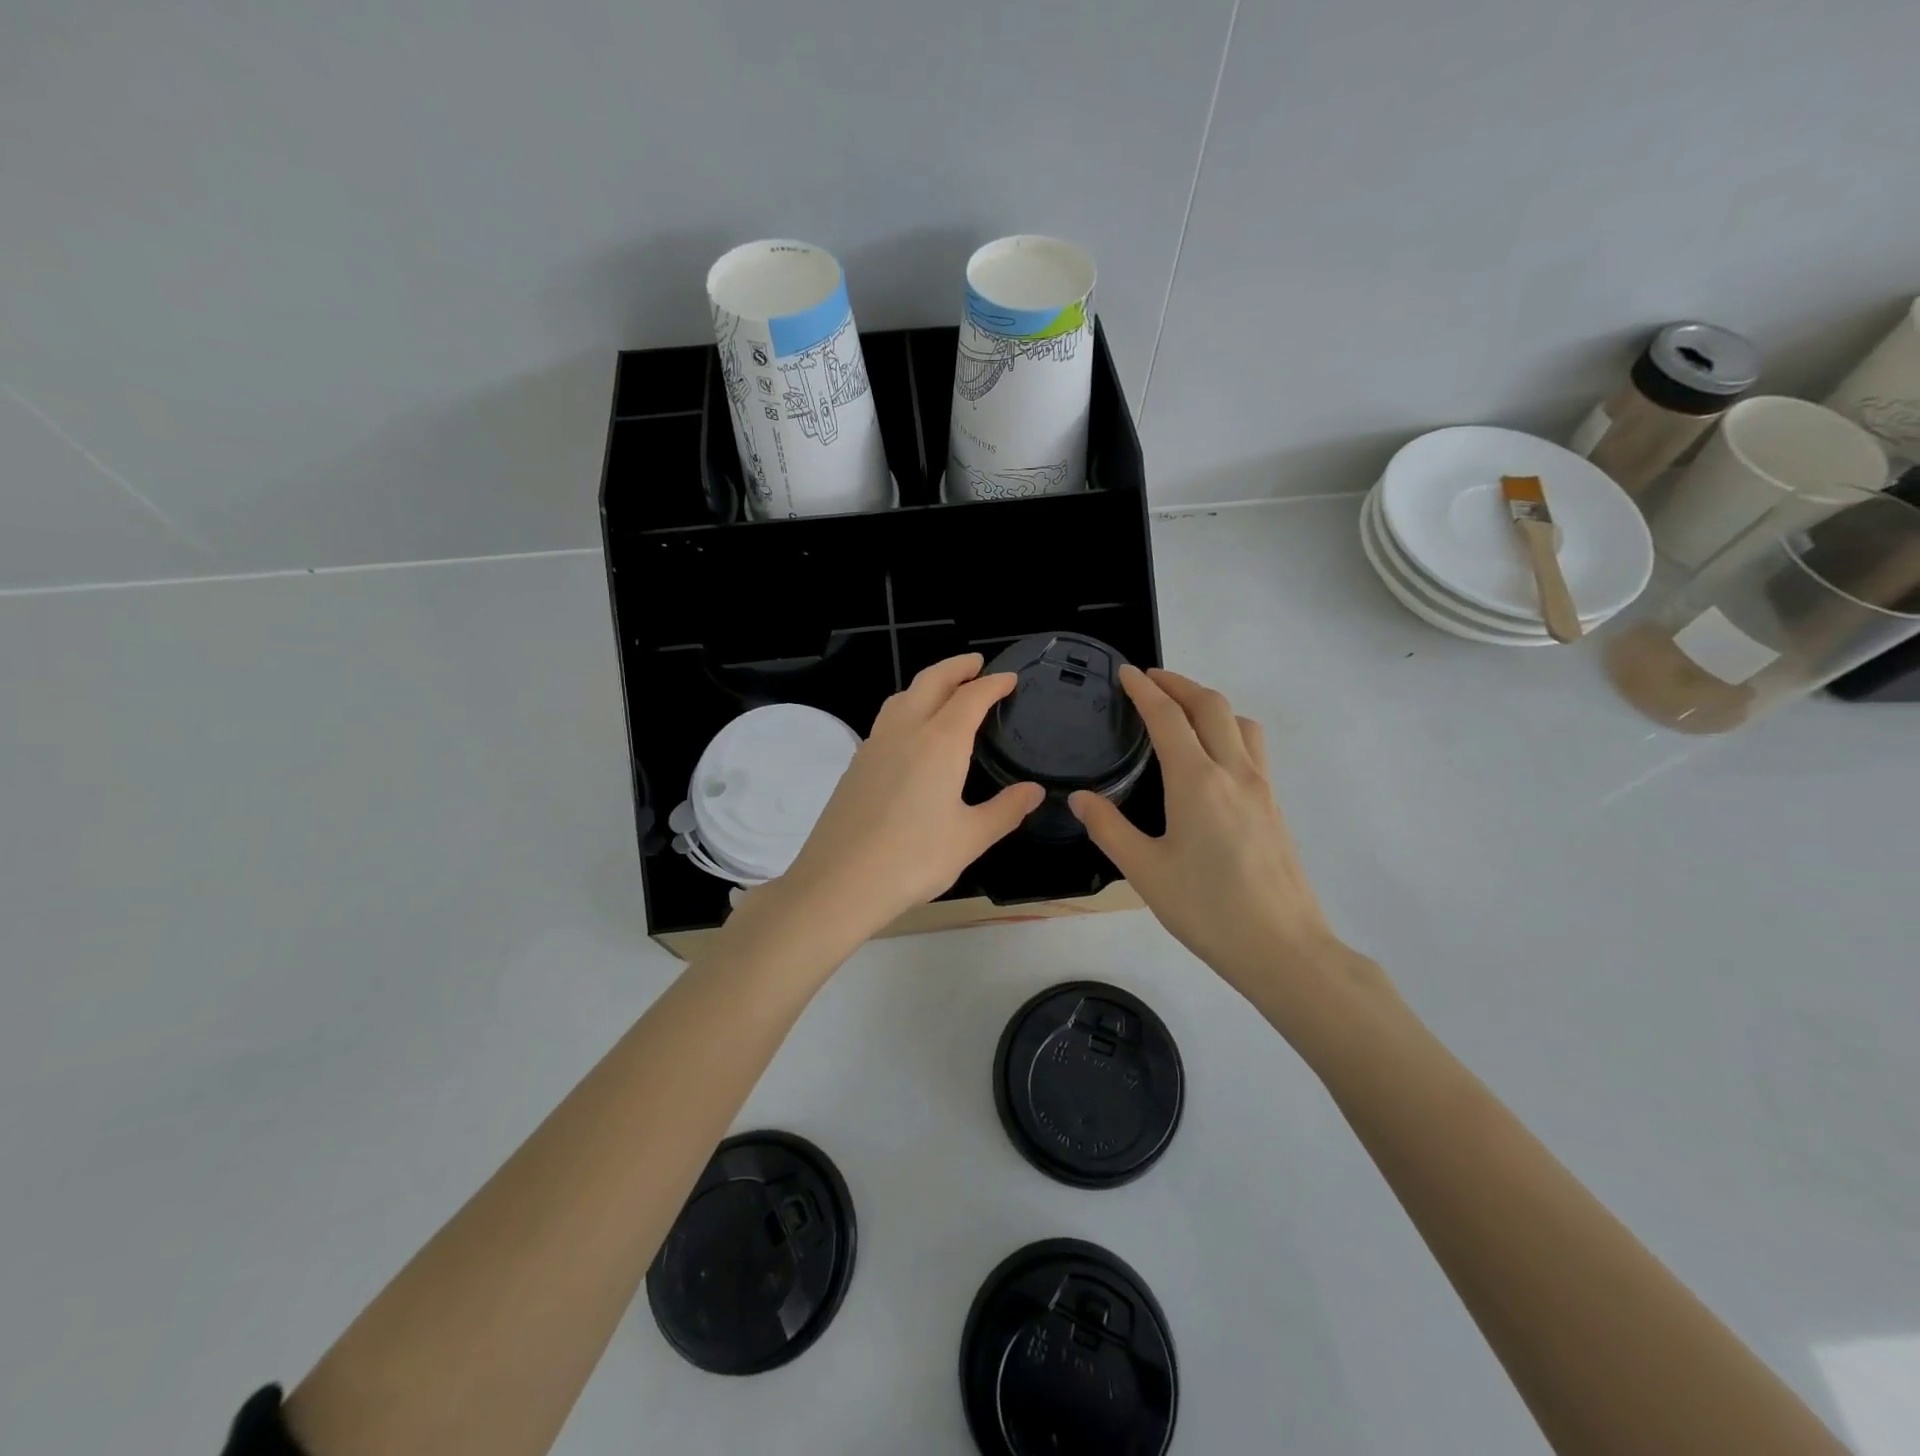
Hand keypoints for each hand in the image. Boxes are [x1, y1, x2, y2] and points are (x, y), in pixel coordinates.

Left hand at [769, 654, 1043, 949]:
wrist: (839, 882)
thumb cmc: (913, 859)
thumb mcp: (970, 838)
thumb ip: (1005, 810)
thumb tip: (1034, 791)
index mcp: (939, 743)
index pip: (970, 698)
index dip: (993, 684)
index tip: (1010, 679)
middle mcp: (905, 731)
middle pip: (931, 682)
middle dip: (956, 667)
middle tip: (977, 664)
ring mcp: (874, 745)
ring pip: (903, 696)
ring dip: (927, 684)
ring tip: (945, 691)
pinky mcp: (856, 764)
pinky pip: (887, 720)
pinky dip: (907, 708)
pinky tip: (912, 734)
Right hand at [1071, 667, 1380, 1016]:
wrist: (1282, 947)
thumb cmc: (1207, 910)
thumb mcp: (1145, 871)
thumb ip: (1108, 828)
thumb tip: (1079, 798)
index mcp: (1196, 782)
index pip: (1168, 718)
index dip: (1145, 690)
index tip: (1127, 672)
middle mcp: (1233, 772)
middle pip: (1210, 705)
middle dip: (1178, 684)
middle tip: (1150, 680)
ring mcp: (1261, 787)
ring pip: (1239, 722)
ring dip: (1209, 703)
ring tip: (1183, 711)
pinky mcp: (1274, 805)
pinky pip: (1253, 747)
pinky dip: (1228, 729)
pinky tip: (1213, 756)